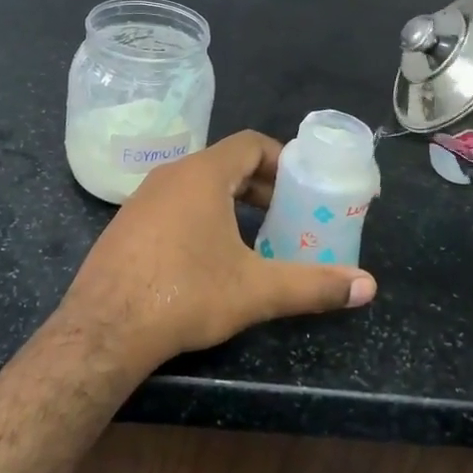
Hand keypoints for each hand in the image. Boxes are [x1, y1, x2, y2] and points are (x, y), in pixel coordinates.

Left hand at [56, 131, 375, 373]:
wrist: (104, 329)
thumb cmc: (185, 294)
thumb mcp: (256, 290)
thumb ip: (313, 285)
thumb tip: (368, 287)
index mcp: (203, 175)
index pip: (250, 143)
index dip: (281, 159)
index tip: (301, 186)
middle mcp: (170, 175)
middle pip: (225, 163)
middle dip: (260, 185)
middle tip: (286, 214)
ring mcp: (142, 198)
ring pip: (197, 185)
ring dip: (230, 202)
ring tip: (253, 237)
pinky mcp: (125, 224)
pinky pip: (173, 205)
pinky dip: (199, 216)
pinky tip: (207, 257)